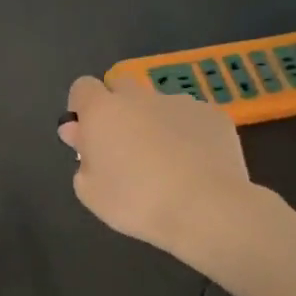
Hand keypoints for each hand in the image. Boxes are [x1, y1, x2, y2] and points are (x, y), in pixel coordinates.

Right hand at [57, 75, 254, 259]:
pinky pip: (191, 119)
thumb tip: (83, 136)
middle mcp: (139, 97)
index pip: (82, 87)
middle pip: (121, 87)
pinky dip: (187, 135)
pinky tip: (195, 165)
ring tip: (167, 162)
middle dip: (118, 108)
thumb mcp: (89, 191)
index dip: (82, 107)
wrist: (206, 209)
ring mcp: (180, 103)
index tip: (86, 133)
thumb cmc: (136, 201)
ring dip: (154, 123)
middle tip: (123, 145)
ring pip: (159, 104)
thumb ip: (82, 157)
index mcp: (102, 110)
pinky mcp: (214, 116)